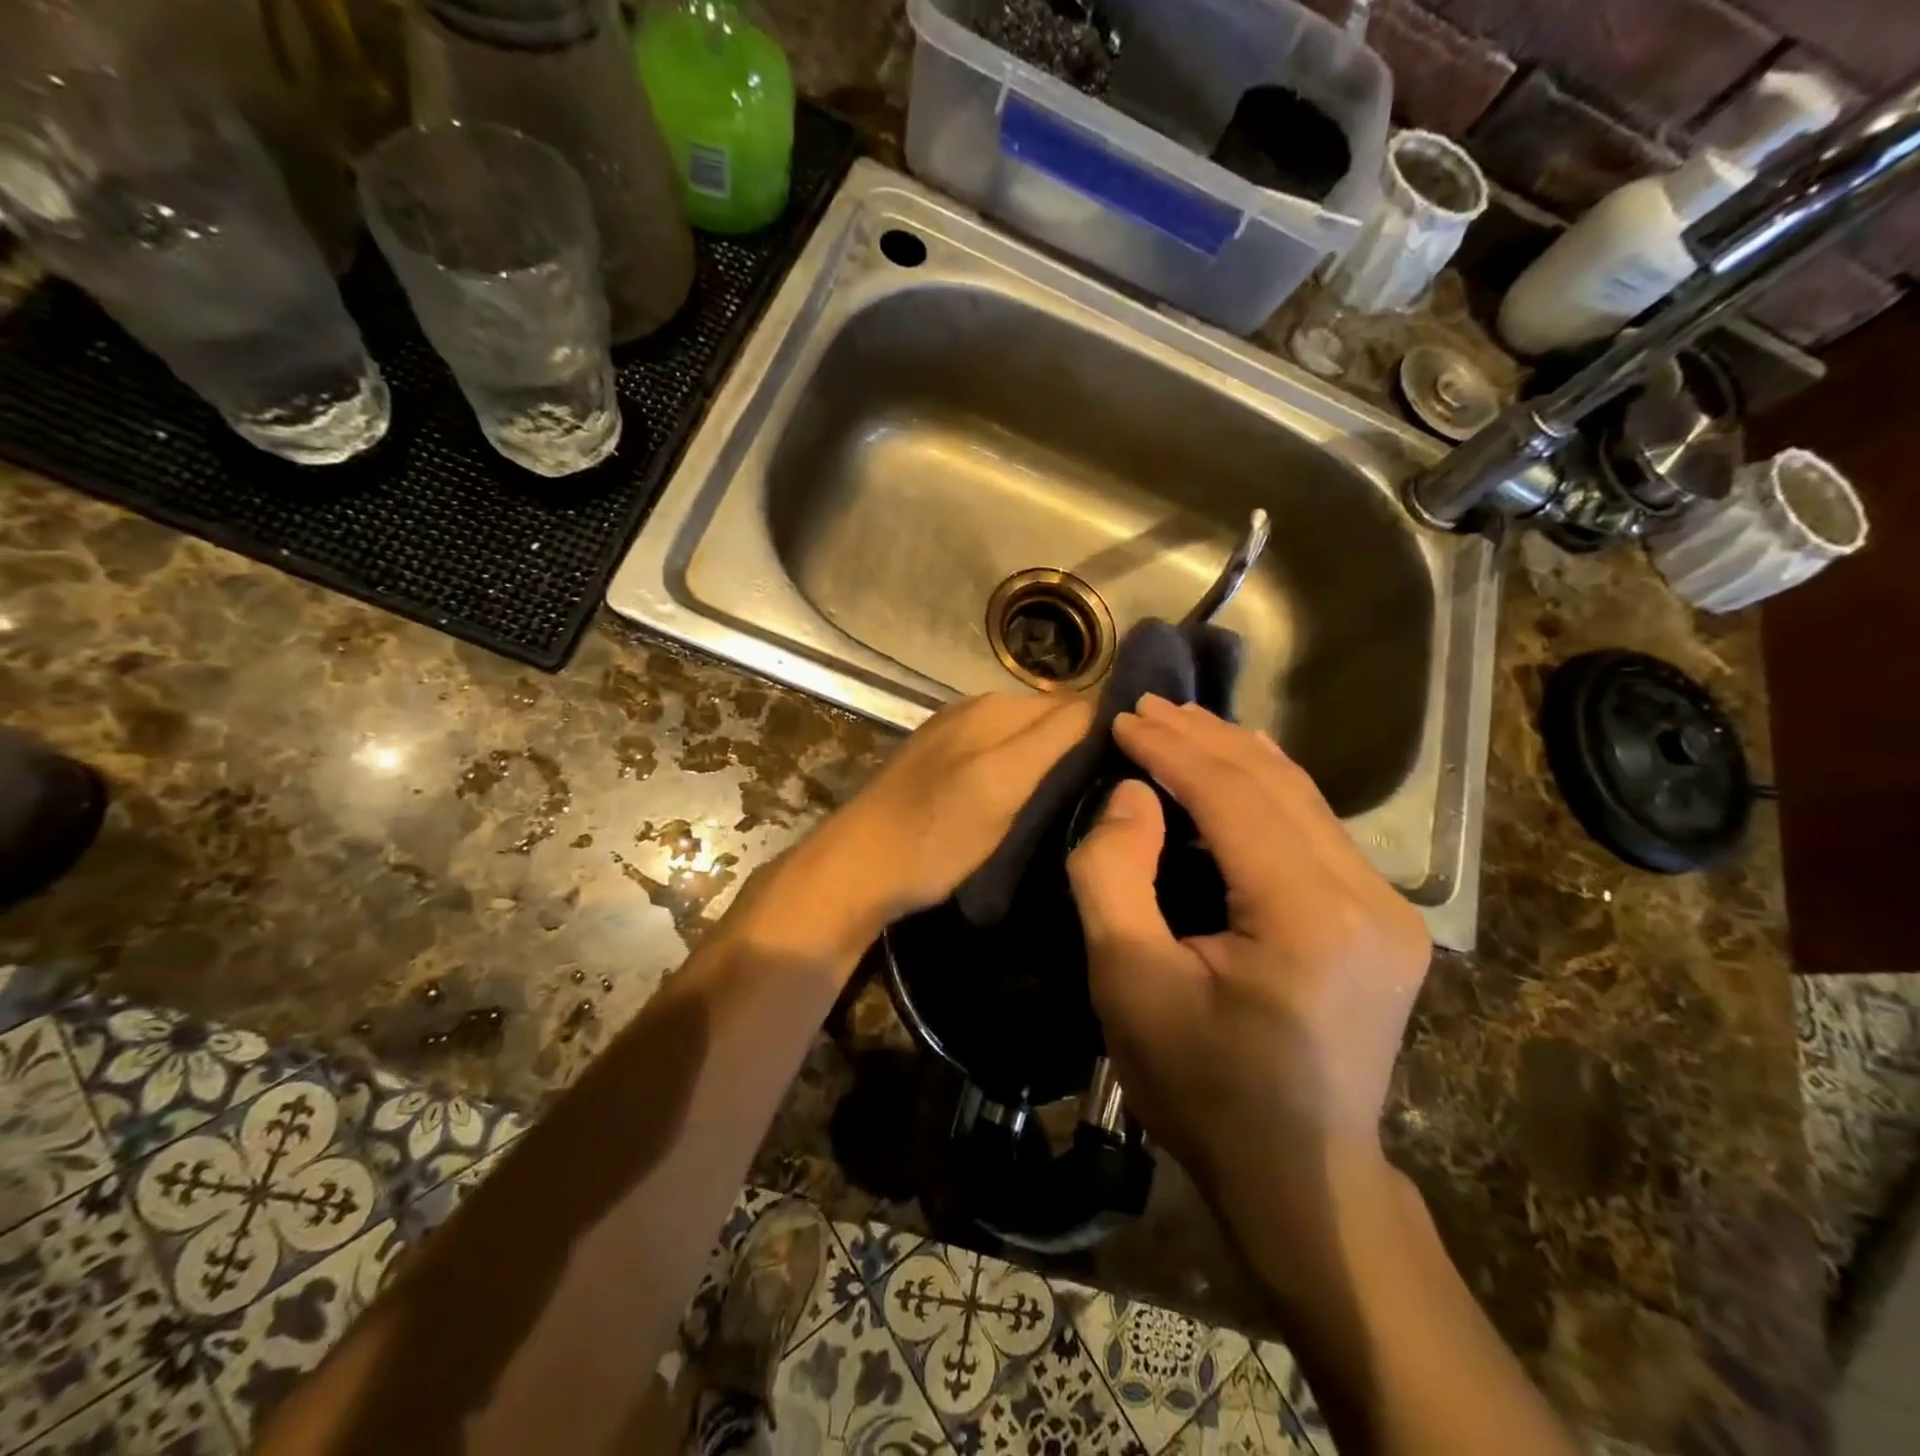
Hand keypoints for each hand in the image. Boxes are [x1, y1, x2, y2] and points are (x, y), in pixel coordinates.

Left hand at [745, 693, 1091, 962]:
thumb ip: (1053, 739)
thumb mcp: (1002, 785)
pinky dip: (1022, 775)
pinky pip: (1000, 759)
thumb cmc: (936, 833)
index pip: (1075, 704)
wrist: (859, 870)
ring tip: (1082, 802)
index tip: (1139, 770)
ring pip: (1026, 742)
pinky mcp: (942, 767)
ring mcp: (955, 738)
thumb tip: (1107, 703)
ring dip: (1054, 764)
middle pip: (1050, 721)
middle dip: (1083, 747)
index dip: (1108, 731)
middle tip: (1115, 794)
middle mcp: (976, 711)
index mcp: (995, 707)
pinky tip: (1030, 804)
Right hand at [1065, 695, 1429, 1188]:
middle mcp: (1368, 899)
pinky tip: (1234, 768)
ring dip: (1235, 756)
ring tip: (1179, 724)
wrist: (1297, 1175)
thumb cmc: (1199, 1086)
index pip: (1235, 797)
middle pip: (1277, 785)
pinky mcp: (1384, 920)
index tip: (1123, 718)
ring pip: (1303, 799)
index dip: (1173, 749)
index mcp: (1310, 917)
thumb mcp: (1127, 983)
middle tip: (1146, 708)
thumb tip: (1133, 795)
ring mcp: (1388, 909)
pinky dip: (1264, 791)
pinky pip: (1315, 830)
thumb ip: (1114, 875)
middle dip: (1204, 738)